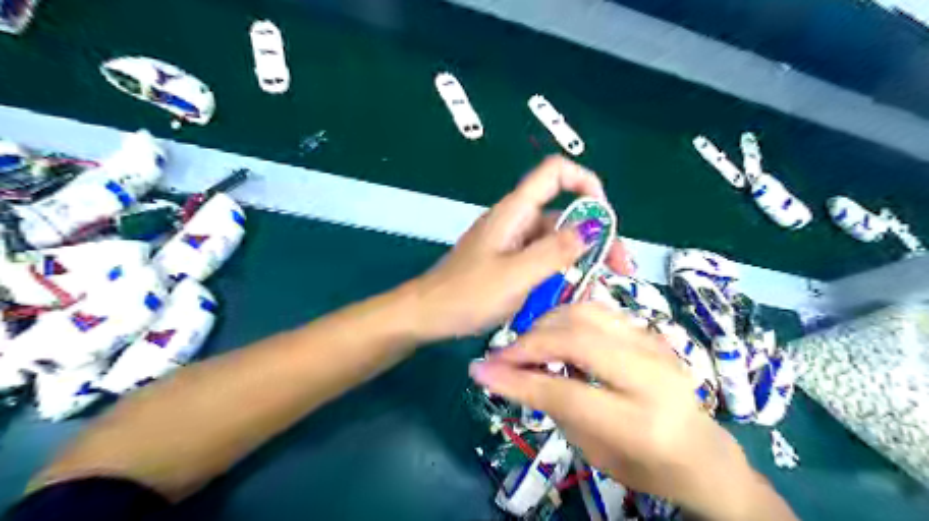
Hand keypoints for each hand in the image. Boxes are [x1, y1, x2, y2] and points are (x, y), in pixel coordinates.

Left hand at [407, 154, 631, 340]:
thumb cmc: (467, 294)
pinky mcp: (510, 264)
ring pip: (557, 243)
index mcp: (515, 211)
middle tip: (619, 271)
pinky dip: (561, 275)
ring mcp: (513, 244)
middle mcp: (517, 221)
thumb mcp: (516, 276)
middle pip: (565, 215)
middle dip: (596, 239)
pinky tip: (572, 298)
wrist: (428, 316)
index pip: (555, 172)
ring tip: (598, 292)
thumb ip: (555, 251)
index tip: (605, 219)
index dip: (585, 183)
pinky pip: (543, 262)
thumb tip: (591, 229)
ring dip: (581, 263)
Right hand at [473, 303, 781, 518]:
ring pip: (586, 314)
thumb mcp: (594, 450)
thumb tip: (505, 376)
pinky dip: (566, 318)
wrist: (703, 452)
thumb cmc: (647, 465)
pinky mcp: (651, 332)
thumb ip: (553, 407)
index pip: (566, 392)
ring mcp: (656, 346)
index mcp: (642, 423)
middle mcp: (653, 376)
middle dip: (529, 343)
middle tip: (502, 355)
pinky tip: (553, 334)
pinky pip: (599, 311)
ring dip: (546, 324)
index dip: (518, 381)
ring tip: (527, 344)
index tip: (481, 372)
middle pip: (577, 339)